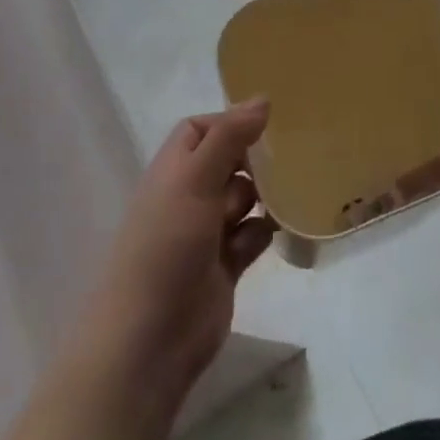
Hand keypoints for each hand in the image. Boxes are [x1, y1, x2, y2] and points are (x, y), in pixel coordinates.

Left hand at [73, 102, 277, 409]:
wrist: (149, 341)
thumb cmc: (166, 247)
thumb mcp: (195, 180)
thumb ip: (229, 137)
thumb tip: (262, 98)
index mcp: (173, 170)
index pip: (200, 130)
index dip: (229, 123)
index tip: (265, 127)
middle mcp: (188, 196)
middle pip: (228, 162)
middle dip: (255, 161)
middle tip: (287, 161)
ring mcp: (206, 233)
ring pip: (245, 198)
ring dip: (265, 196)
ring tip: (290, 195)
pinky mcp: (224, 267)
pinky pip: (252, 236)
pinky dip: (266, 231)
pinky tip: (281, 231)